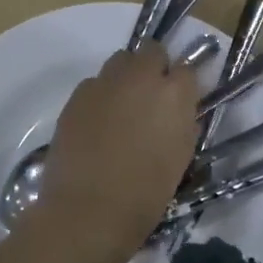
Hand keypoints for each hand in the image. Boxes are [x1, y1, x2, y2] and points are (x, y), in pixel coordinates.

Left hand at [22, 45, 197, 262]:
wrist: (88, 210)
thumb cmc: (144, 195)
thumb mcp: (179, 159)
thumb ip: (182, 125)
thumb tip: (177, 112)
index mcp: (174, 95)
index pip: (186, 70)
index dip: (182, 86)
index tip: (178, 103)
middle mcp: (140, 78)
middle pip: (151, 52)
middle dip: (153, 68)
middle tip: (149, 100)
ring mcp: (104, 83)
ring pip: (120, 61)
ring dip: (125, 77)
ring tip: (121, 109)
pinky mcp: (76, 96)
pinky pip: (94, 83)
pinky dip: (100, 95)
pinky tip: (96, 124)